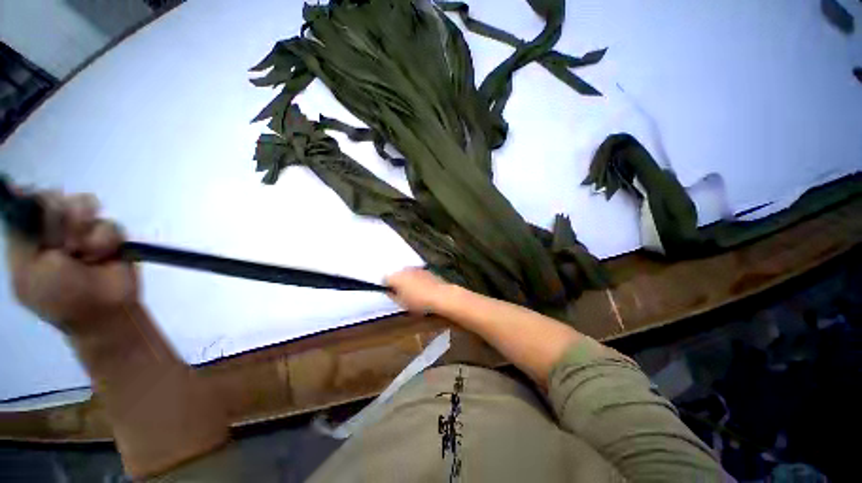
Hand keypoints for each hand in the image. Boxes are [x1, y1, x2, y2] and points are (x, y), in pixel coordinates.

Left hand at [5, 190, 137, 335]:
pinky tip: (103, 256)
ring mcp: (84, 232)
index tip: (43, 217)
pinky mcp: (110, 237)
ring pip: (84, 204)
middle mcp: (55, 229)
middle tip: (65, 245)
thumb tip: (23, 196)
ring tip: (85, 252)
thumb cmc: (58, 297)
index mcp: (31, 237)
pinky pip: (110, 223)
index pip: (30, 202)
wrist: (102, 312)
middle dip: (62, 217)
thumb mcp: (27, 271)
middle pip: (57, 198)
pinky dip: (106, 241)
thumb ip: (21, 236)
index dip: (37, 203)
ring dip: (85, 229)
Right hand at [385, 268, 453, 313]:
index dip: (386, 286)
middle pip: (396, 274)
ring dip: (407, 280)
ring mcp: (415, 268)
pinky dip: (416, 278)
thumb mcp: (401, 303)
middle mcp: (404, 269)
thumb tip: (390, 291)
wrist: (440, 295)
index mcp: (396, 277)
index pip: (384, 279)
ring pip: (406, 273)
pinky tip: (422, 288)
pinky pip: (416, 273)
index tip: (390, 293)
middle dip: (397, 282)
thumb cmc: (418, 301)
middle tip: (401, 293)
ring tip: (413, 291)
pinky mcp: (425, 270)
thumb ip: (392, 295)